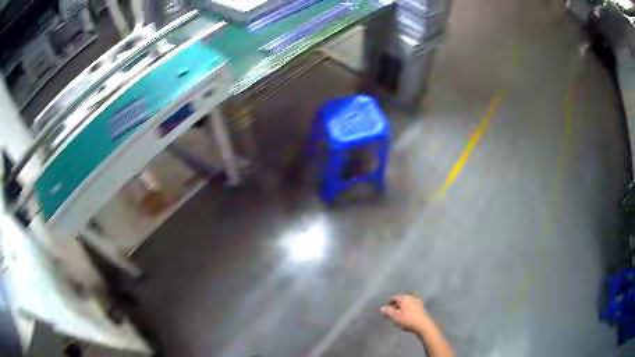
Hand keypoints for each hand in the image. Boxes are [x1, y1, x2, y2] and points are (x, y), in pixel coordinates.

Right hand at [381, 294, 430, 333]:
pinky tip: (406, 316)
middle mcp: (411, 297)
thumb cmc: (408, 320)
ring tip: (398, 316)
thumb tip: (382, 308)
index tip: (386, 309)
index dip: (389, 303)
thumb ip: (388, 311)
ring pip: (406, 303)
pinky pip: (411, 306)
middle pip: (400, 299)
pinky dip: (407, 309)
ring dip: (401, 308)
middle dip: (395, 306)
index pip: (394, 297)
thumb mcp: (396, 317)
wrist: (424, 325)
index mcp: (405, 298)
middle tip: (391, 313)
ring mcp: (417, 301)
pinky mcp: (421, 306)